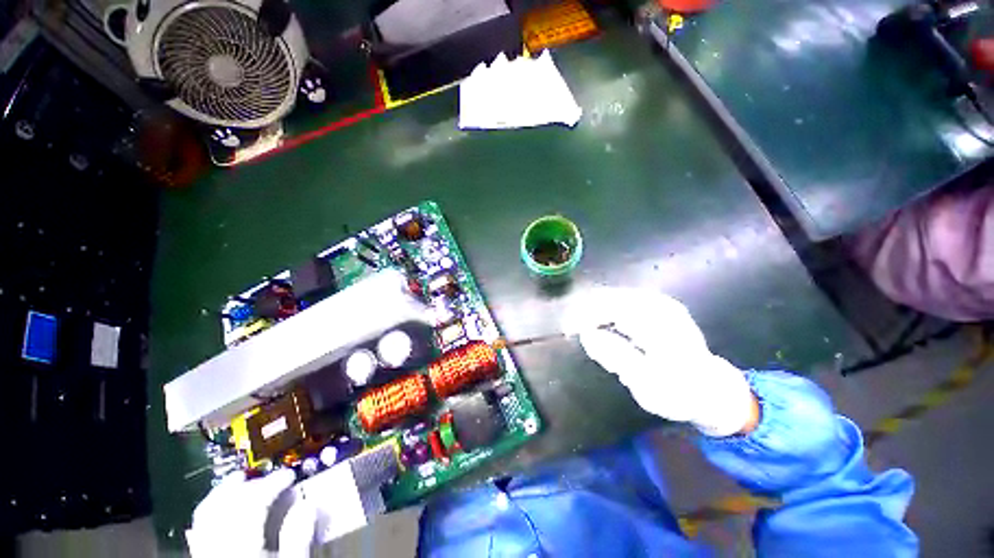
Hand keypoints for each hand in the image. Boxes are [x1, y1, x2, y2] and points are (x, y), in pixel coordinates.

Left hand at [186, 469, 316, 556]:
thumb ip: (298, 540)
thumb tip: (308, 508)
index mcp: (243, 543)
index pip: (255, 502)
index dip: (272, 485)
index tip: (289, 476)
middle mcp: (219, 539)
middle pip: (228, 501)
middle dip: (248, 484)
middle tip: (267, 478)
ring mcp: (206, 546)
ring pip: (208, 508)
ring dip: (224, 491)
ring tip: (238, 482)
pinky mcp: (202, 555)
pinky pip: (199, 524)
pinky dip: (208, 509)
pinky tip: (215, 507)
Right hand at [564, 287, 756, 436]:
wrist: (710, 391)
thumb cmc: (678, 391)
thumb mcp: (644, 380)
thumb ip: (615, 355)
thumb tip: (587, 335)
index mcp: (657, 321)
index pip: (612, 307)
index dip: (586, 314)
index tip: (567, 329)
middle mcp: (662, 307)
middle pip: (618, 298)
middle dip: (592, 309)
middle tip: (570, 327)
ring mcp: (668, 308)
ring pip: (626, 298)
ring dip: (603, 309)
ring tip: (584, 324)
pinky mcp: (670, 313)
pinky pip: (636, 303)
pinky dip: (618, 311)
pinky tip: (610, 323)